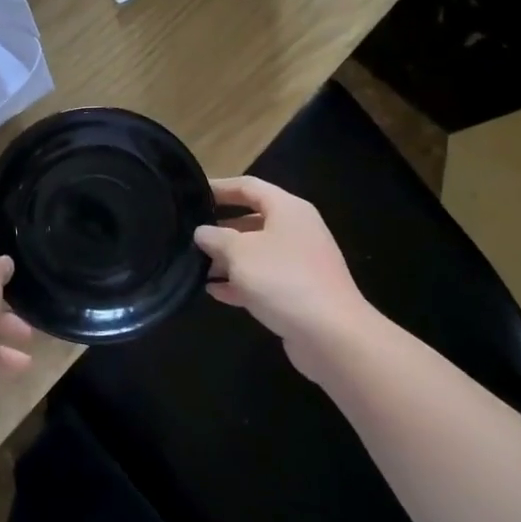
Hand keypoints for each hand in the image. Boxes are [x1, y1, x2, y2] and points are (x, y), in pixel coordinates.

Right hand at [192, 176, 375, 379]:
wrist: (331, 335)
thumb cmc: (283, 279)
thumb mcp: (239, 252)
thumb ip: (216, 238)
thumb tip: (202, 232)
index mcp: (288, 210)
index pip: (249, 187)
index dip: (220, 187)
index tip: (192, 194)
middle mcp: (296, 231)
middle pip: (252, 221)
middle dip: (220, 228)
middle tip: (189, 235)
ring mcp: (299, 263)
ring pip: (256, 252)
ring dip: (227, 259)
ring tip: (195, 266)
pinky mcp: (298, 292)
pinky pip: (262, 279)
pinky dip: (239, 282)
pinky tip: (214, 291)